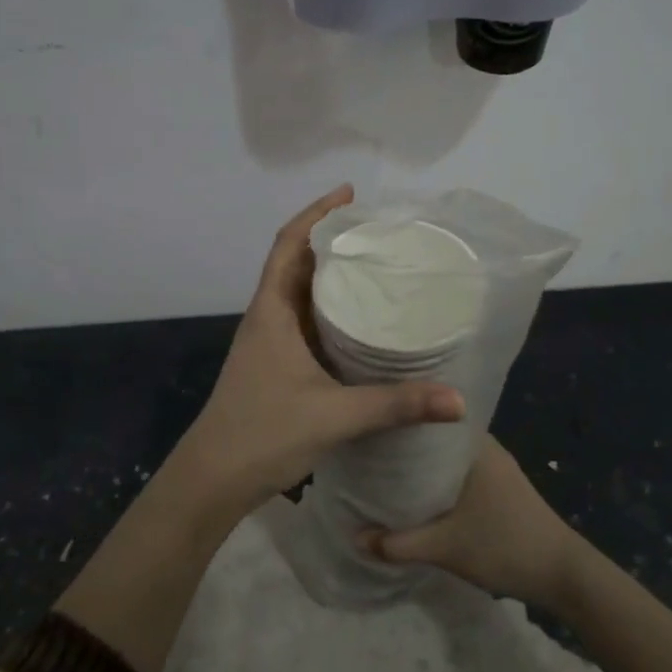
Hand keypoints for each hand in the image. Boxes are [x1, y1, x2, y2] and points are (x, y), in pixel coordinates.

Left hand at [159, 186, 464, 528]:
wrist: (213, 478)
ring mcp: (269, 343)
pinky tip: (359, 320)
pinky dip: (330, 310)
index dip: (316, 213)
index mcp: (272, 312)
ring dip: (330, 275)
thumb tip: (458, 400)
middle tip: (378, 230)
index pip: (289, 245)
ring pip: (301, 294)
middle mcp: (268, 318)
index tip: (350, 194)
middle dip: (332, 239)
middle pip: (297, 262)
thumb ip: (395, 405)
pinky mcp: (276, 365)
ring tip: (375, 264)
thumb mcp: (335, 416)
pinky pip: (305, 322)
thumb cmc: (263, 434)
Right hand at [358, 436, 583, 613]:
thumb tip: (356, 537)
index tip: (369, 421)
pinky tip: (414, 493)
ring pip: (444, 457)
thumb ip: (398, 543)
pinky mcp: (498, 488)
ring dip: (419, 465)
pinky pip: (456, 473)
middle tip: (365, 450)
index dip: (399, 417)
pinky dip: (435, 480)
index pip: (429, 415)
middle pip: (433, 437)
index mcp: (474, 444)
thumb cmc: (506, 546)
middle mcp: (484, 447)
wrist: (564, 575)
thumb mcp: (446, 547)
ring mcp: (494, 467)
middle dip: (403, 445)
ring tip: (381, 469)